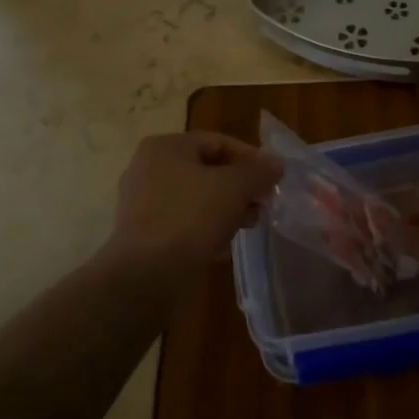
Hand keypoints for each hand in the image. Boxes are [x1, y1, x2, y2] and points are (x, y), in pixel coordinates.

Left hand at [106, 132, 283, 278]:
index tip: (272, 179)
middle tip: (262, 205)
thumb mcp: (234, 187)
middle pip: (206, 170)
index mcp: (165, 147)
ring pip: (196, 198)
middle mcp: (148, 169)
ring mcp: (143, 203)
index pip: (217, 142)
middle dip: (239, 187)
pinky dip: (205, 229)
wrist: (146, 275)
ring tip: (248, 225)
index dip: (250, 158)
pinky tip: (224, 246)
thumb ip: (258, 171)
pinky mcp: (144, 235)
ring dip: (226, 209)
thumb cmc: (190, 218)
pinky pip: (183, 223)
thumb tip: (275, 163)